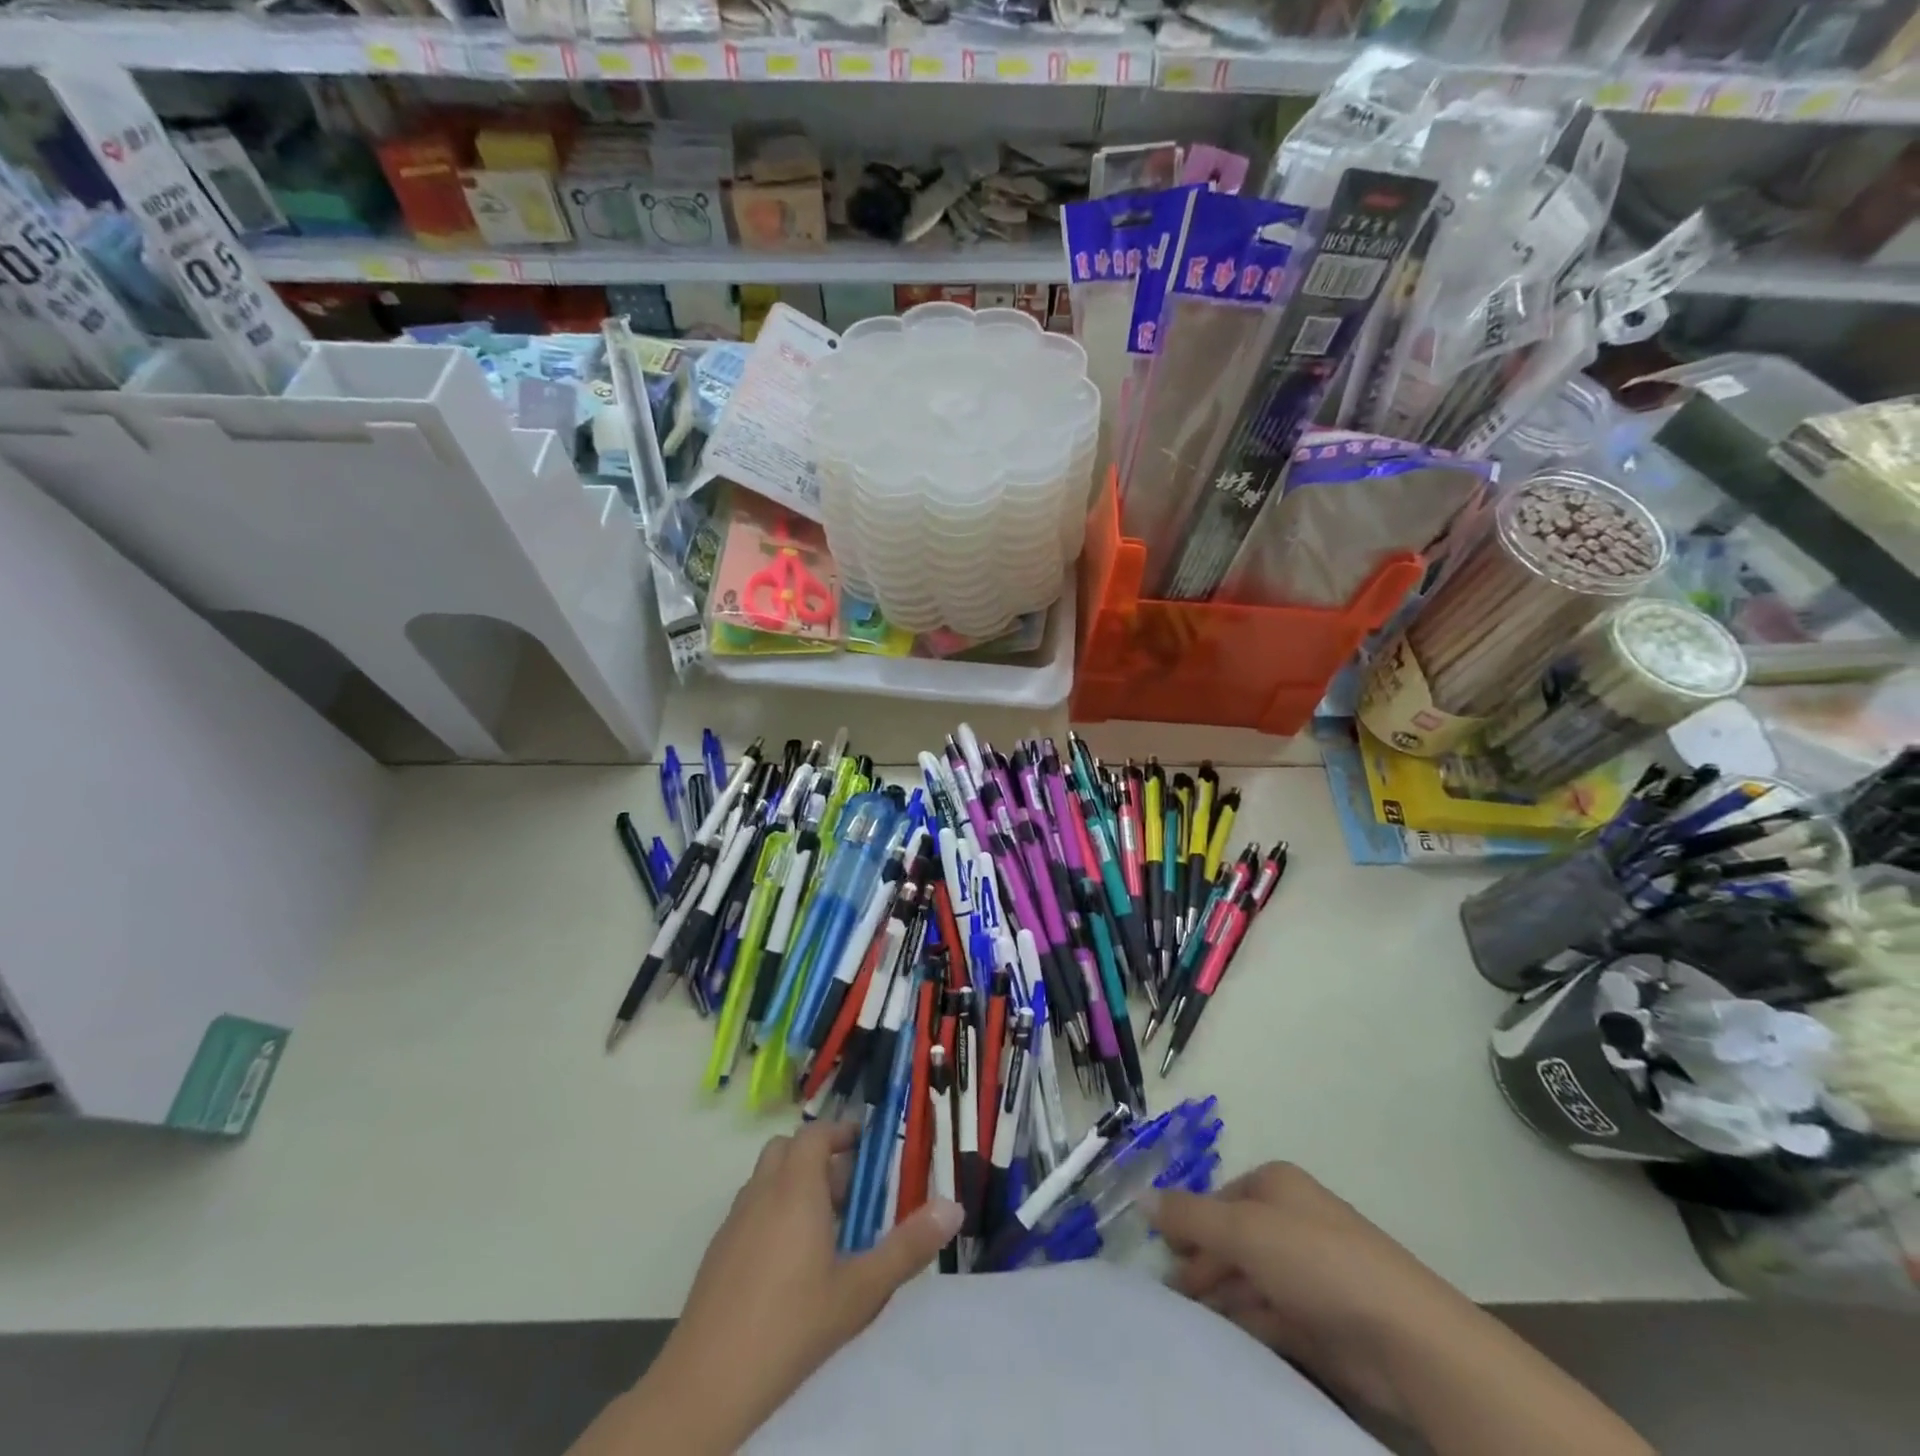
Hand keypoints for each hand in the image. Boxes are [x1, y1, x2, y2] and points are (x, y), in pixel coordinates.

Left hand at [609, 1122, 962, 1453]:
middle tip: (850, 1194)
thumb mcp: (861, 1290)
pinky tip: (790, 1266)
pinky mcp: (717, 1252)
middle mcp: (762, 1192)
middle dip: (820, 1159)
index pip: (815, 1133)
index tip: (866, 1147)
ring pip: (767, 1179)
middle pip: (788, 1149)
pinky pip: (751, 1209)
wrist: (706, 1384)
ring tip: (826, 1231)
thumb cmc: (792, 1326)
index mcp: (796, 1188)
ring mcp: (734, 1221)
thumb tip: (953, 1206)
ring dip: (796, 1184)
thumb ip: (908, 1247)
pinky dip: (774, 1212)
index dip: (841, 1132)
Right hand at [1146, 1162, 1481, 1421]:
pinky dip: (1244, 1327)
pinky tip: (1221, 1343)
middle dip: (1200, 1266)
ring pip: (1247, 1281)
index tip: (1162, 1256)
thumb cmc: (1317, 1263)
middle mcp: (1291, 1221)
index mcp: (1276, 1185)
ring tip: (1187, 1324)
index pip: (1217, 1199)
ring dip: (1219, 1300)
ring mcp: (1307, 1273)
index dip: (1188, 1225)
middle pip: (1230, 1240)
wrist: (1406, 1341)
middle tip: (1169, 1298)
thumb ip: (1188, 1216)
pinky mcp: (1319, 1321)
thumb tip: (1138, 1195)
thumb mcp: (1243, 1230)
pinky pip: (1268, 1317)